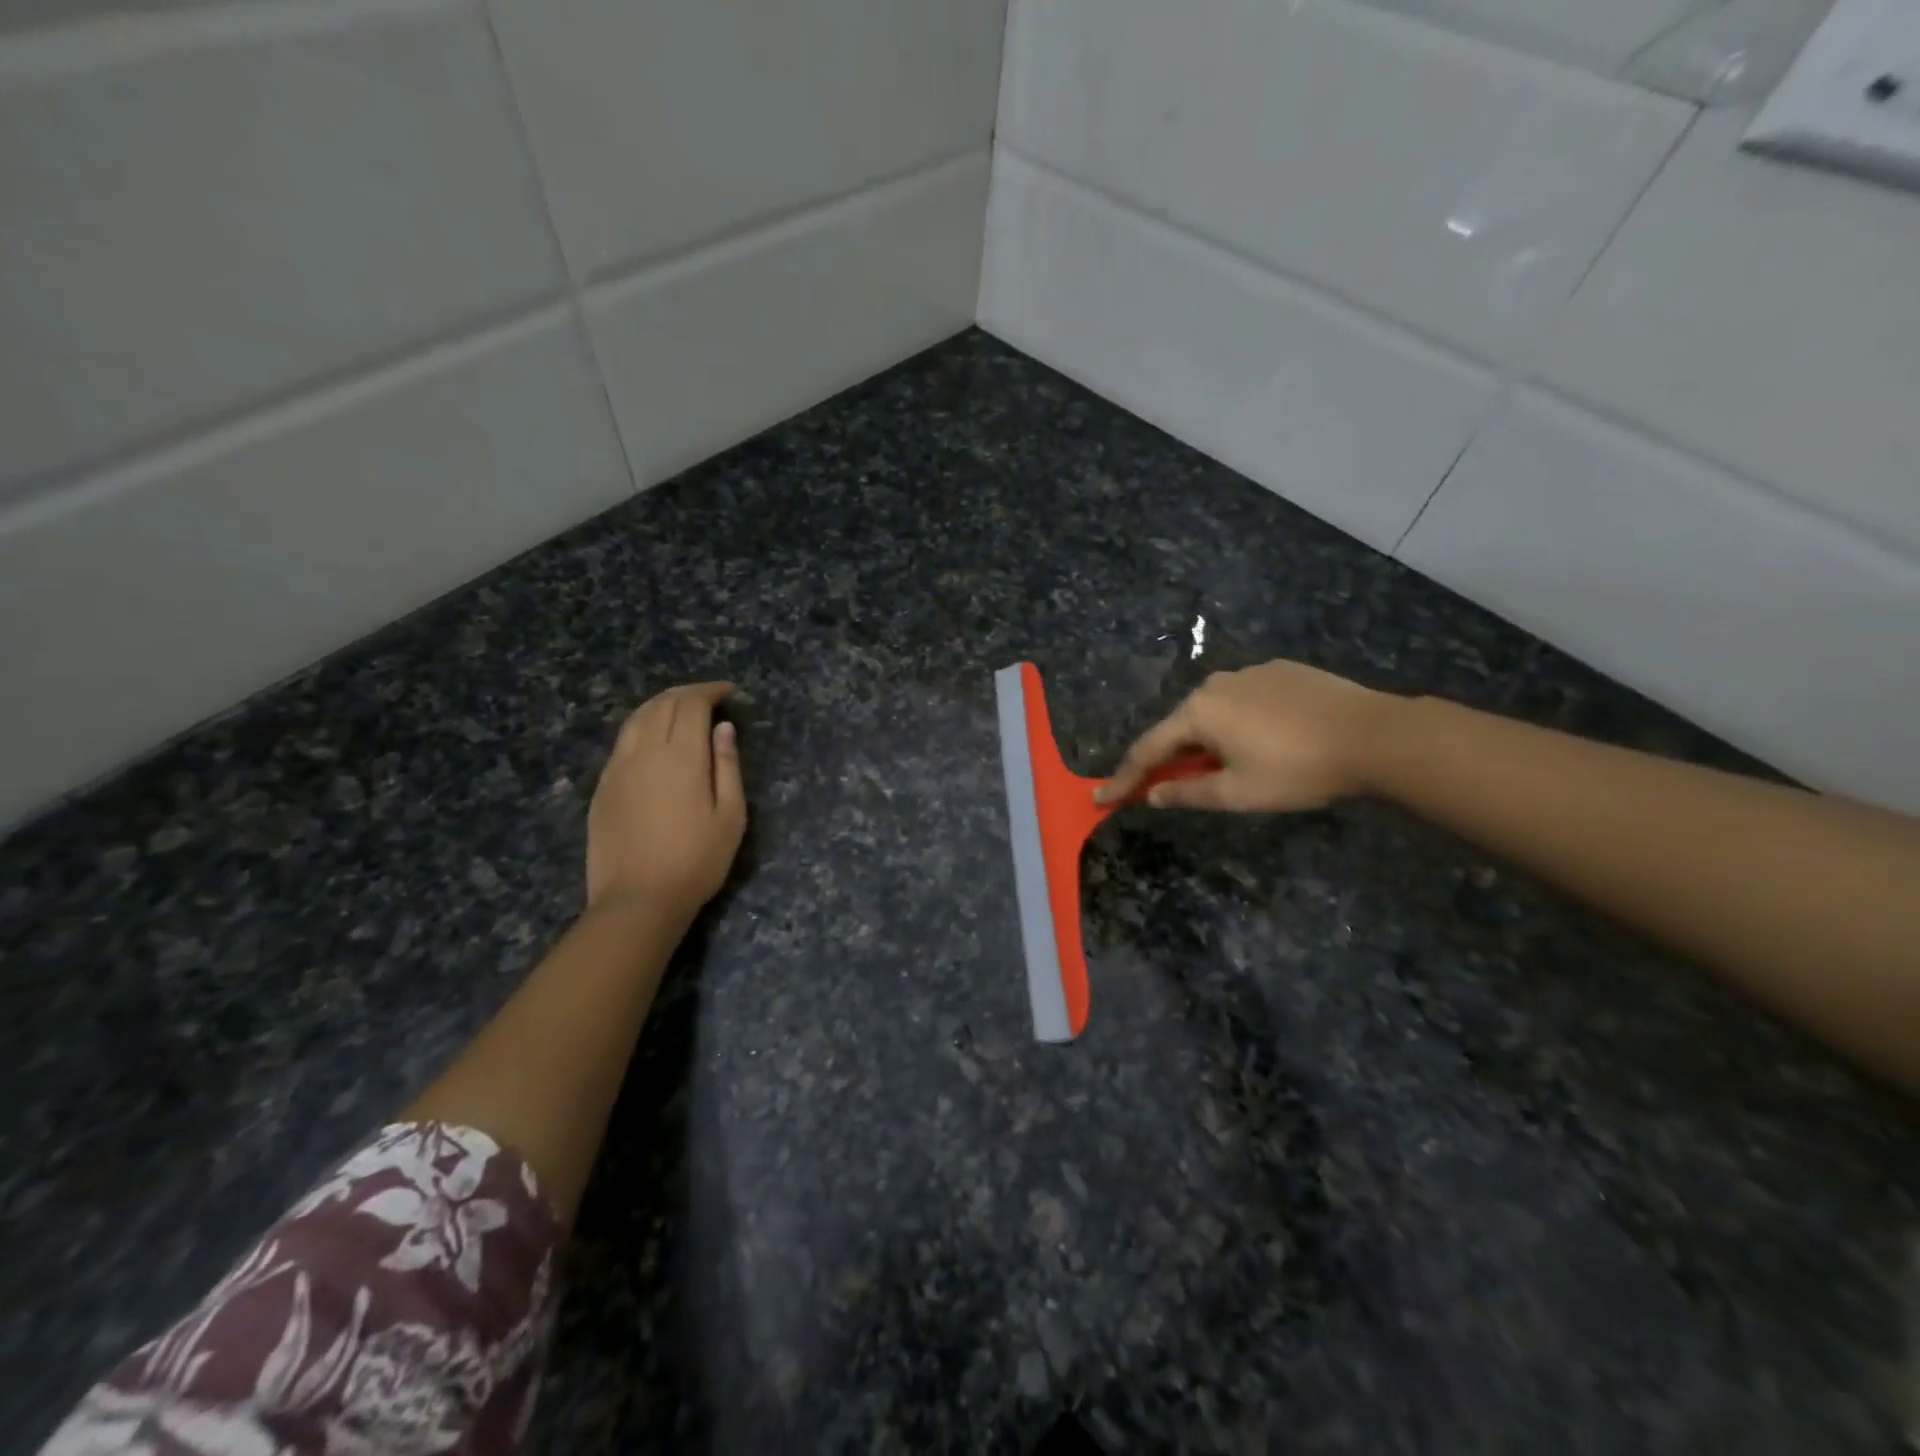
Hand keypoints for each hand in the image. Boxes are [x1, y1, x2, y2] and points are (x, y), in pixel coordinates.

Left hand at [586, 682, 745, 923]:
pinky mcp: (603, 786)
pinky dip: (642, 725)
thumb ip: (727, 767)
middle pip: (662, 704)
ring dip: (661, 704)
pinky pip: (622, 741)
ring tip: (681, 708)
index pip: (691, 704)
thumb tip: (723, 729)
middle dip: (687, 693)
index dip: (710, 691)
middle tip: (708, 697)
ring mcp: (618, 768)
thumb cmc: (696, 861)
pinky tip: (653, 738)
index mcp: (680, 756)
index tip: (728, 692)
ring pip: (637, 718)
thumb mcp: (731, 816)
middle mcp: (644, 752)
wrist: (637, 900)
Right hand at [1096, 660, 1394, 811]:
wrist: (1373, 734)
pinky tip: (1265, 739)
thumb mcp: (1238, 793)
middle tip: (1167, 786)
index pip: (1148, 750)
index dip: (1124, 778)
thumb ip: (1188, 793)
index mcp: (1198, 712)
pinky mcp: (1282, 670)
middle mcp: (1216, 684)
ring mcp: (1250, 672)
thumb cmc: (1296, 769)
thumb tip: (1153, 795)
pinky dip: (1240, 722)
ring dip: (1208, 738)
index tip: (1101, 797)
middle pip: (1180, 727)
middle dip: (1170, 757)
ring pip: (1215, 711)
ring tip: (1227, 765)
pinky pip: (1246, 699)